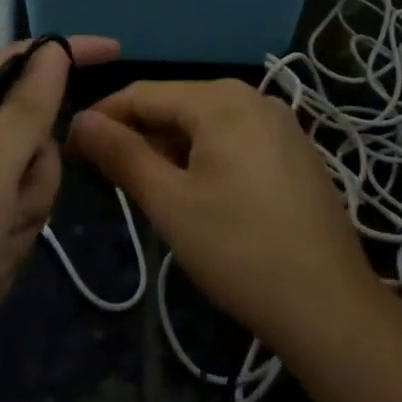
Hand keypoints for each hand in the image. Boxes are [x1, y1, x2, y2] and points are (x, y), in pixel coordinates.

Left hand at [0, 36, 119, 364]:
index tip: (117, 52)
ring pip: (24, 191)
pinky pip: (5, 229)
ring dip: (15, 231)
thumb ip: (28, 107)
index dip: (71, 52)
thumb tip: (55, 48)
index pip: (27, 59)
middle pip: (34, 139)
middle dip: (34, 184)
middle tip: (8, 211)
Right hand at [68, 80, 378, 358]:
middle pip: (177, 106)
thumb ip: (122, 154)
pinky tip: (196, 194)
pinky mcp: (294, 151)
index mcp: (221, 99)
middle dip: (138, 137)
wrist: (329, 307)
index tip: (72, 147)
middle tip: (106, 178)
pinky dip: (205, 158)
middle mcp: (253, 97)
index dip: (103, 118)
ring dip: (170, 150)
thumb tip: (81, 121)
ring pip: (206, 125)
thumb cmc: (239, 250)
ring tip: (147, 190)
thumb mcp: (170, 202)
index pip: (143, 94)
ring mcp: (280, 123)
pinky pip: (235, 140)